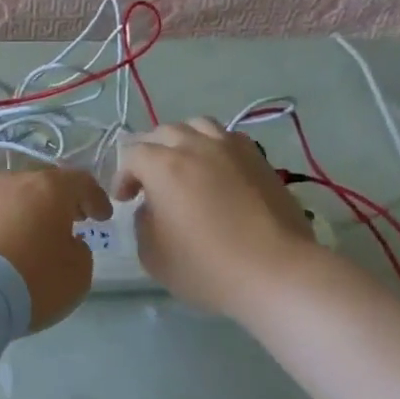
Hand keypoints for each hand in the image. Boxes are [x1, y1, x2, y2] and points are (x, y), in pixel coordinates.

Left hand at [0, 168, 111, 330]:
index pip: (80, 182)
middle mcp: (10, 182)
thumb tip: (66, 242)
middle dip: (54, 202)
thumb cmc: (30, 280)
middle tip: (65, 221)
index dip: (95, 197)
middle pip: (39, 186)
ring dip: (19, 213)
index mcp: (48, 189)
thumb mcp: (77, 274)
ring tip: (24, 237)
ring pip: (6, 198)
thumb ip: (79, 251)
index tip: (102, 215)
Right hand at [112, 119, 320, 314]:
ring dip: (183, 141)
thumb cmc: (206, 267)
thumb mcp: (152, 254)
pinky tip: (217, 170)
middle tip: (150, 181)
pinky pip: (228, 138)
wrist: (275, 272)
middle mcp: (195, 146)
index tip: (126, 200)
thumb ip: (142, 223)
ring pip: (198, 126)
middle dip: (150, 153)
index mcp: (163, 166)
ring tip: (184, 165)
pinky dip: (214, 147)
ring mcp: (231, 148)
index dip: (123, 176)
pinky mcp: (259, 159)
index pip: (132, 155)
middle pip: (163, 132)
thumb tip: (151, 207)